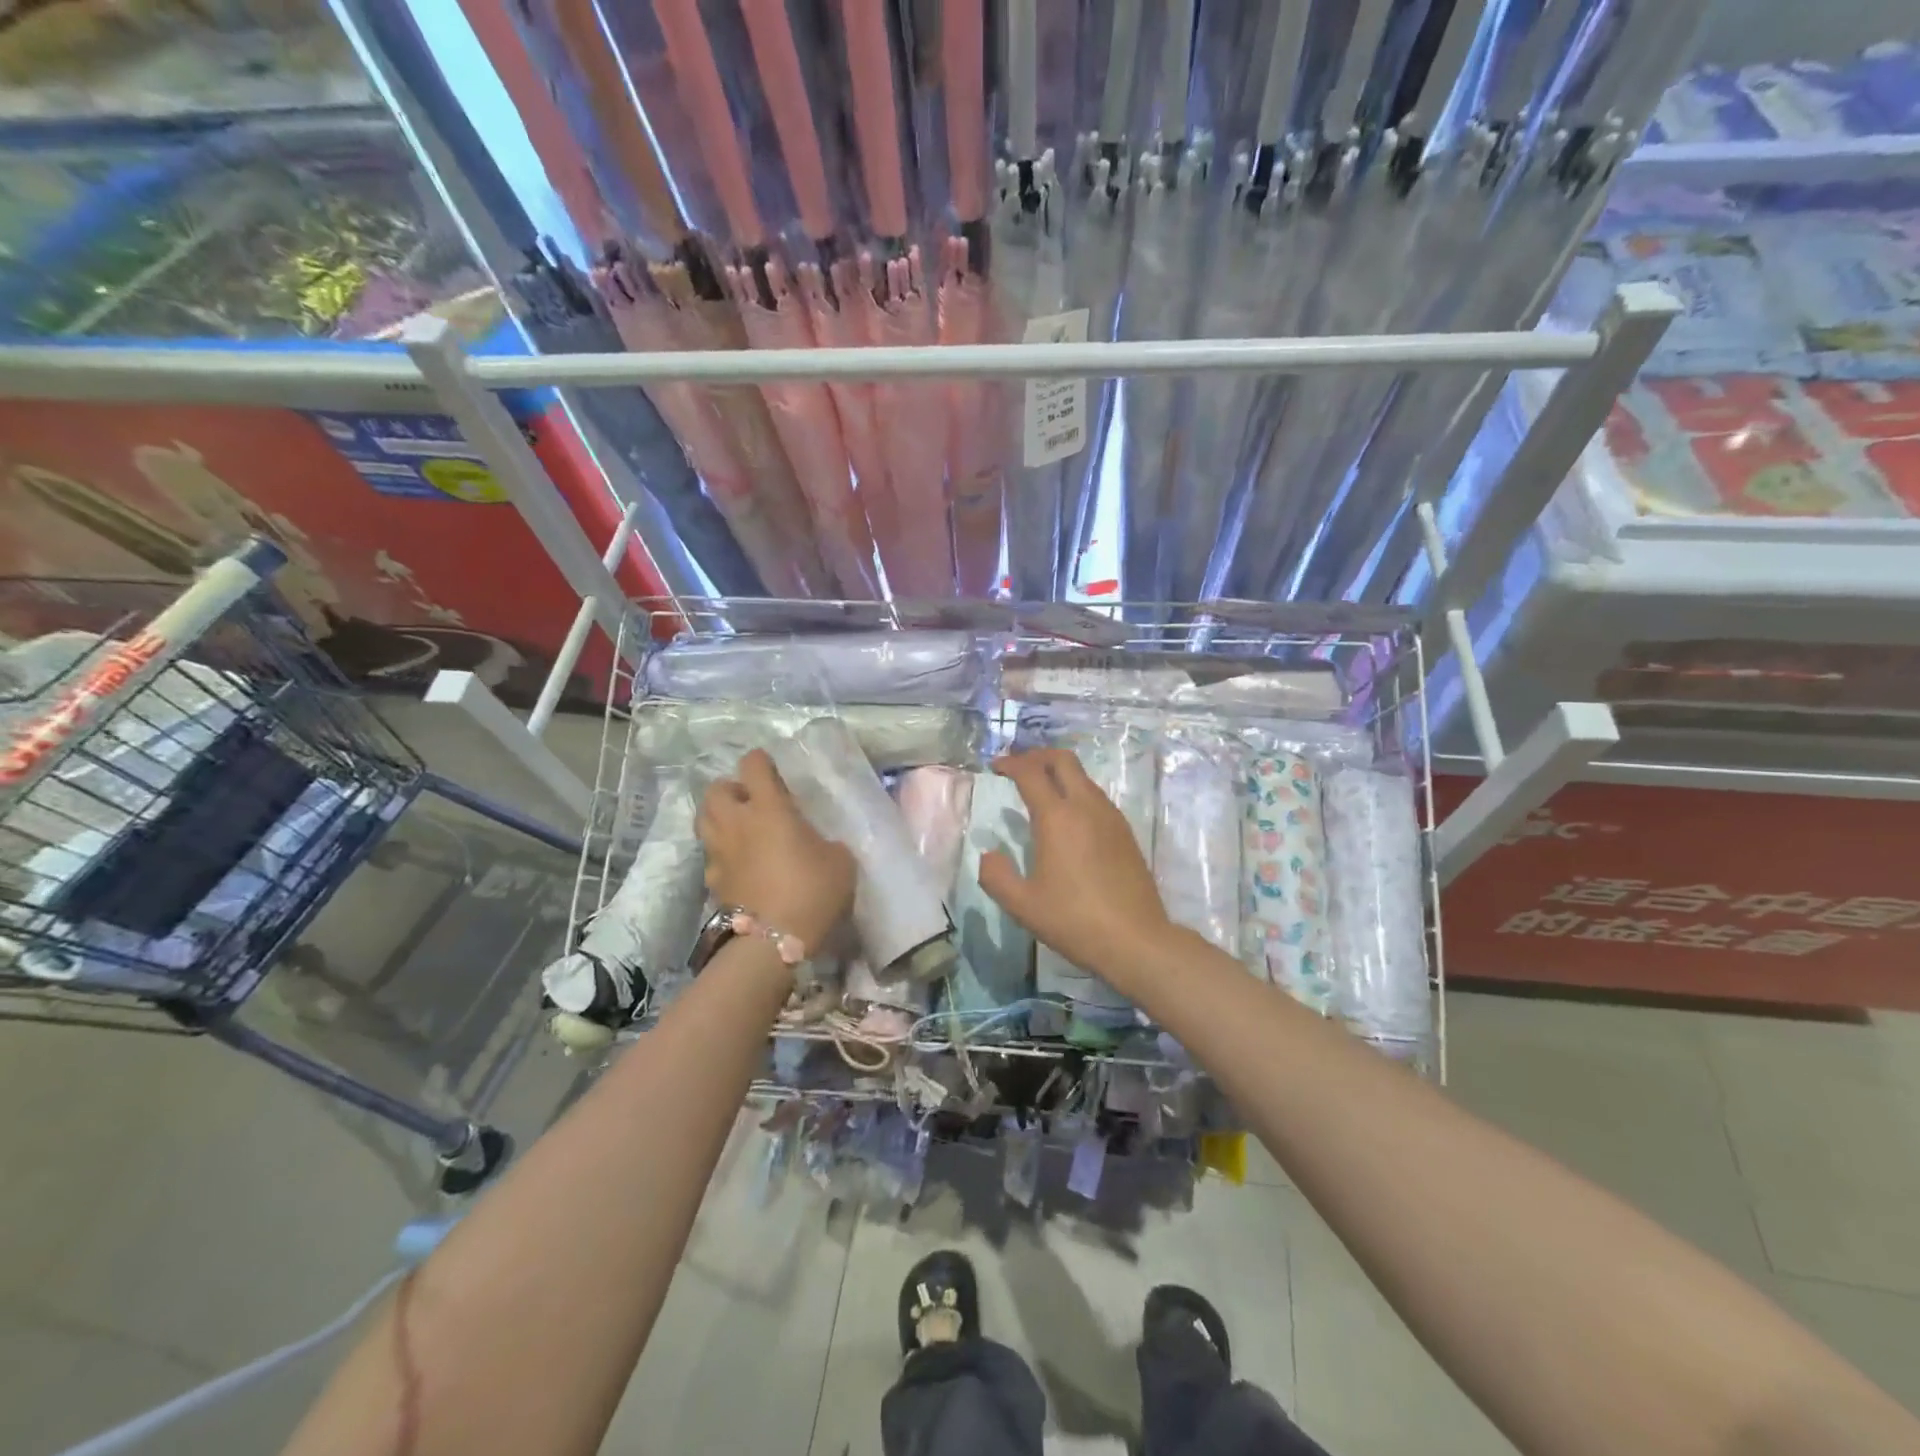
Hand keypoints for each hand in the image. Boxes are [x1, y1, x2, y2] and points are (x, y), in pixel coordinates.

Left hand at [697, 749, 854, 951]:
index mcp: (768, 807)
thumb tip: (817, 843)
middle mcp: (737, 822)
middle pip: (716, 789)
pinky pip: (711, 855)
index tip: (773, 770)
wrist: (774, 941)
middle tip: (752, 801)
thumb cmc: (813, 890)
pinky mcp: (712, 880)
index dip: (762, 762)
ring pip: (705, 819)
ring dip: (720, 817)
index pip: (753, 765)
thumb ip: (825, 841)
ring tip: (741, 828)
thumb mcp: (839, 860)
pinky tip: (740, 865)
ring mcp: (719, 852)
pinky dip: (722, 853)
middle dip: (731, 789)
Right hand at [977, 748, 1178, 982]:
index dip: (1011, 763)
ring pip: (1083, 778)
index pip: (1031, 772)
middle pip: (1063, 760)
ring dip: (1059, 774)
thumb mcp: (1022, 904)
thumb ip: (996, 876)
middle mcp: (1086, 807)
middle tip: (1019, 768)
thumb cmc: (1074, 920)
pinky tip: (1068, 820)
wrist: (1136, 940)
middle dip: (1037, 756)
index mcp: (1057, 817)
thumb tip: (988, 855)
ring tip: (1041, 792)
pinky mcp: (1125, 833)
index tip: (996, 767)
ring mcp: (1111, 817)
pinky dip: (1076, 793)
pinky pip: (1097, 797)